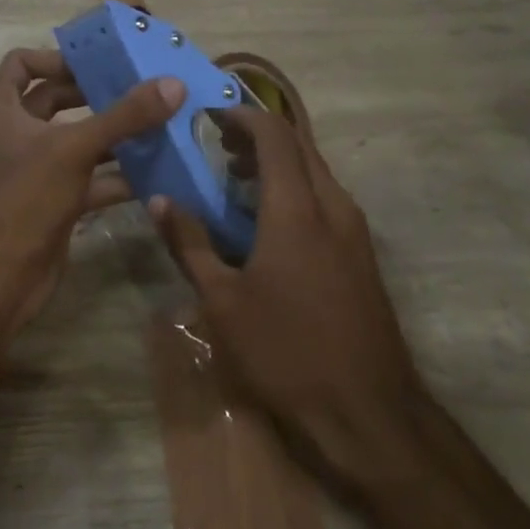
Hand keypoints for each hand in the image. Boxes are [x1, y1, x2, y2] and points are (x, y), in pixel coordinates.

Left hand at [0, 48, 182, 330]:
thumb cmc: (24, 200)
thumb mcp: (75, 149)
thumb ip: (125, 116)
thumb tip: (173, 85)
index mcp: (1, 110)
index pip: (22, 64)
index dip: (57, 58)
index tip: (97, 64)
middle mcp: (13, 134)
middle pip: (55, 100)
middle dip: (95, 95)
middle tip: (139, 89)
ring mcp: (32, 170)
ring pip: (76, 140)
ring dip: (112, 134)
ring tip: (156, 125)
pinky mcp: (52, 201)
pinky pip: (87, 177)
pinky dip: (116, 174)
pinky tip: (154, 173)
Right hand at [151, 107, 420, 491]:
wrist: (369, 411)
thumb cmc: (286, 352)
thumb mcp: (223, 302)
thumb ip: (190, 244)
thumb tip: (160, 201)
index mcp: (297, 208)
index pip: (274, 135)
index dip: (241, 116)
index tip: (209, 116)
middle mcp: (332, 205)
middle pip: (299, 145)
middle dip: (258, 134)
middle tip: (217, 144)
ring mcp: (353, 229)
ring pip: (314, 170)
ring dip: (278, 161)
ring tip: (236, 177)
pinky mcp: (362, 252)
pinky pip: (325, 197)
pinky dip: (295, 187)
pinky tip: (268, 220)